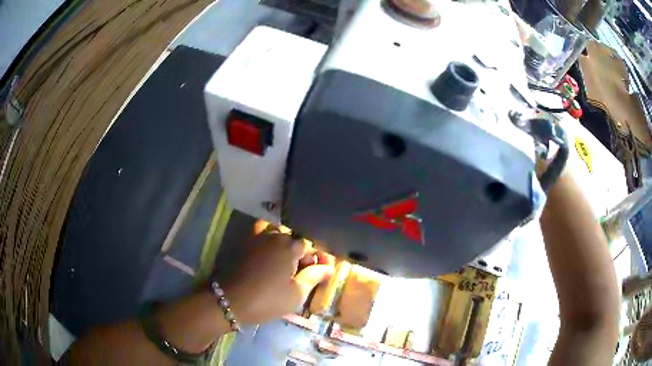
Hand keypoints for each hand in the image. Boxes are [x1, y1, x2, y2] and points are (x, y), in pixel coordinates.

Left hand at [223, 224, 334, 324]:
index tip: (323, 273)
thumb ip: (315, 276)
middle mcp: (274, 236)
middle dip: (303, 255)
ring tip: (289, 270)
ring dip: (287, 251)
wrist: (230, 302)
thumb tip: (329, 267)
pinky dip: (271, 248)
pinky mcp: (245, 246)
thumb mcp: (297, 293)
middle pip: (294, 241)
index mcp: (289, 246)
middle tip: (306, 275)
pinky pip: (264, 241)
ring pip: (279, 239)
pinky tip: (273, 264)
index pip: (310, 246)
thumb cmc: (268, 300)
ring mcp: (257, 239)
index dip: (318, 259)